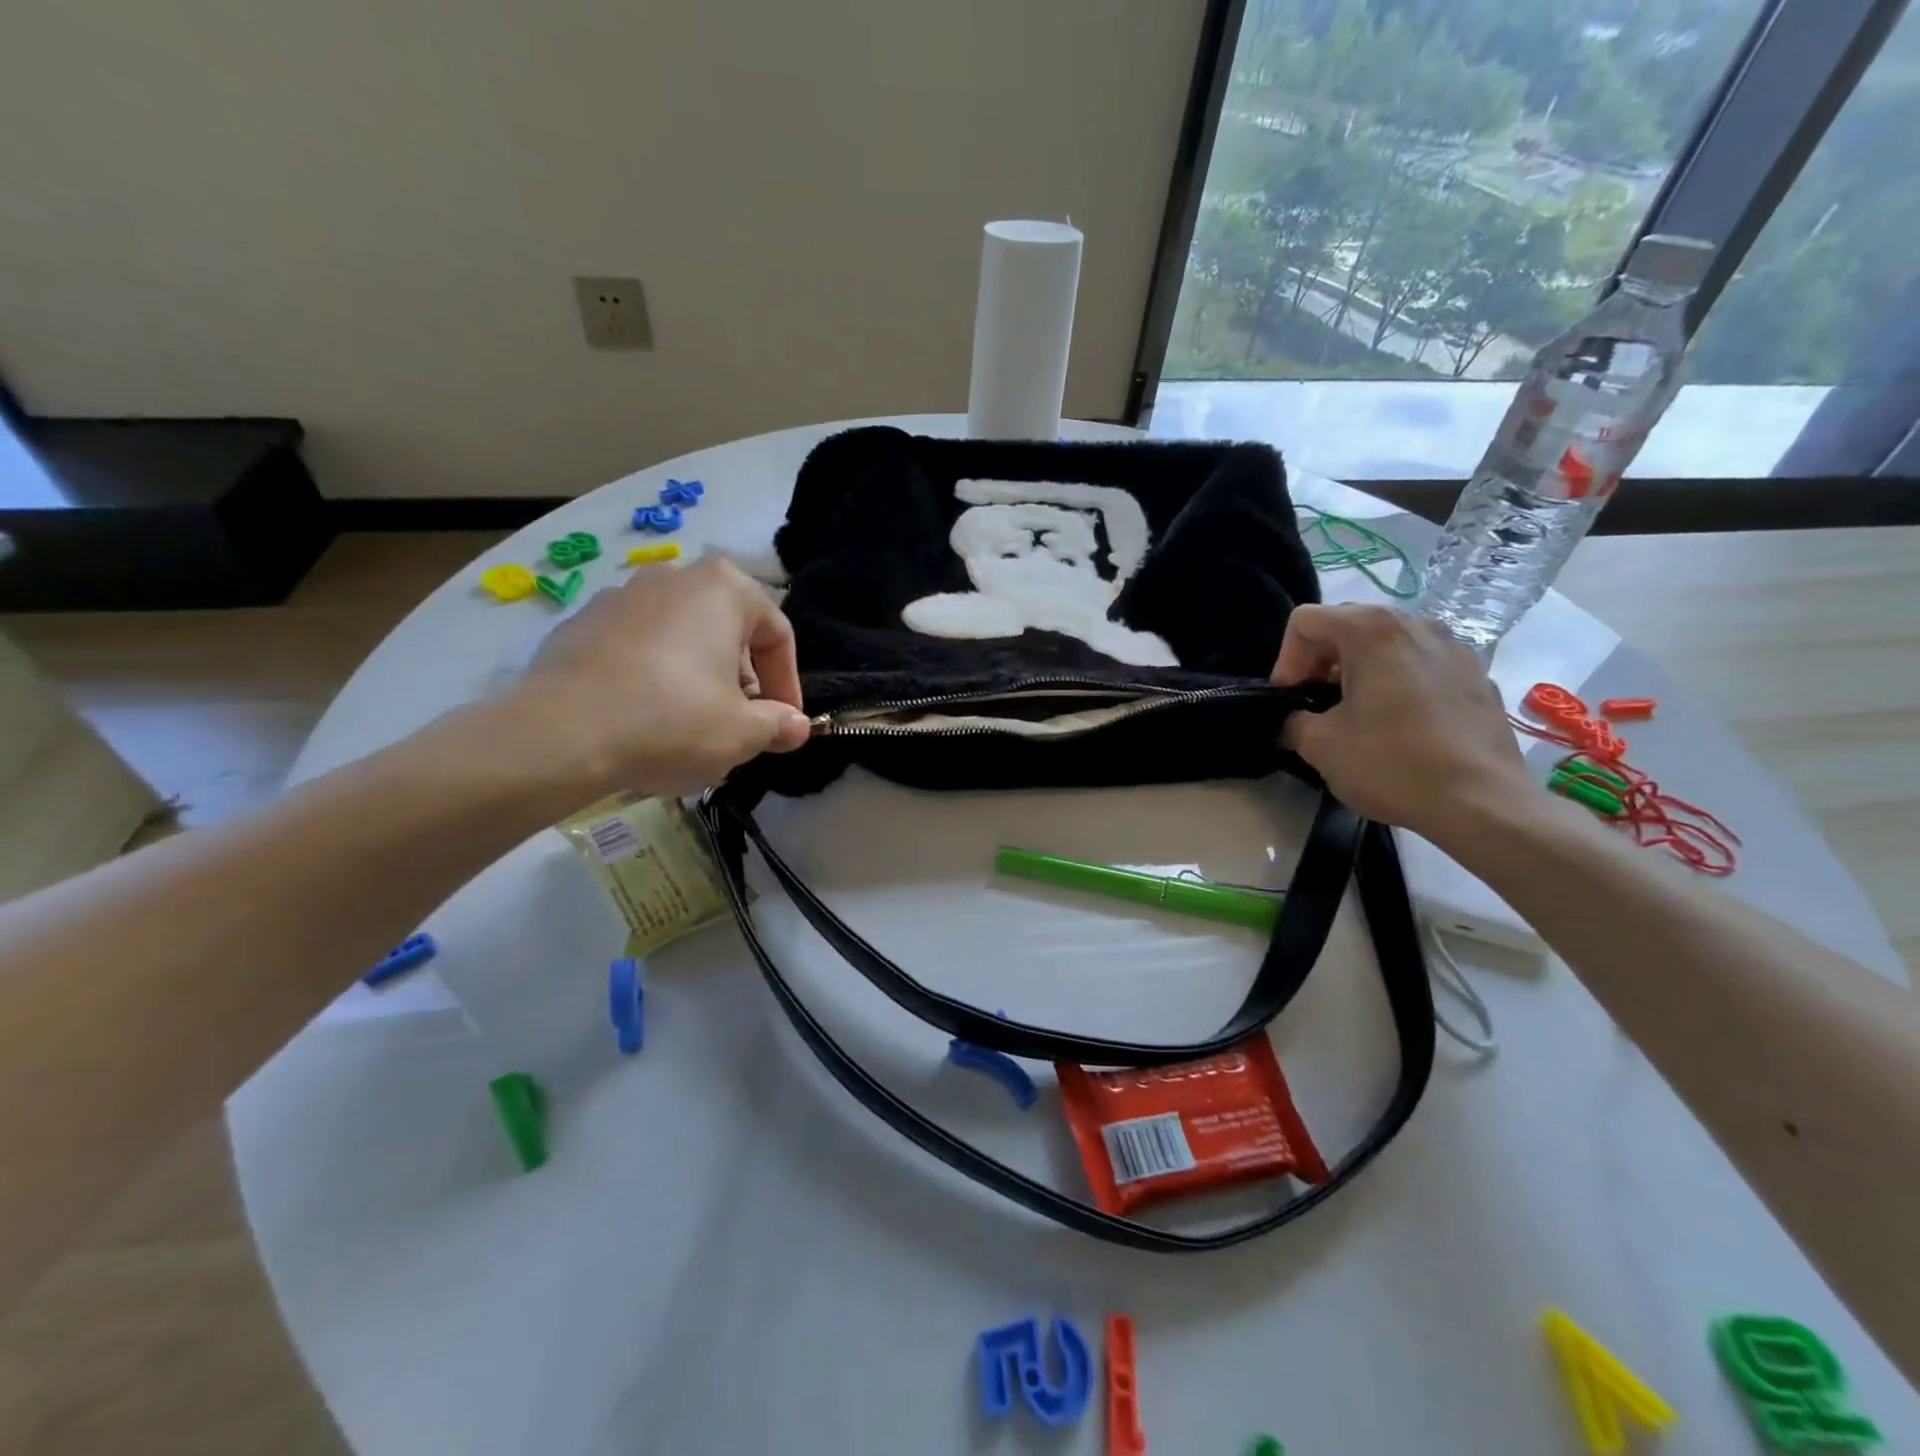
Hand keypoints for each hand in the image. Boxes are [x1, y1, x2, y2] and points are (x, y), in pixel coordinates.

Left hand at [492, 556, 810, 802]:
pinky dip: (653, 676)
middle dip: (742, 679)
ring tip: (691, 724)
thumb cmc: (672, 722)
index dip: (788, 683)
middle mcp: (674, 577)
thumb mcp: (742, 733)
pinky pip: (636, 648)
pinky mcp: (580, 624)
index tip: (784, 723)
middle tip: (740, 724)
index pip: (777, 634)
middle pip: (728, 630)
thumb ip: (778, 724)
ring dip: (698, 676)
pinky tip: (644, 717)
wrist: (559, 735)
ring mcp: (620, 596)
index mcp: (723, 589)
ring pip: (681, 637)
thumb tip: (796, 726)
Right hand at [1271, 604, 1535, 839]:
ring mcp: (1453, 647)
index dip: (1285, 660)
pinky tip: (1398, 724)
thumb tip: (1295, 719)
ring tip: (1355, 712)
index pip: (1306, 621)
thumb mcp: (1320, 745)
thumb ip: (1293, 720)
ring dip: (1359, 668)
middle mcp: (1415, 624)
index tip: (1290, 699)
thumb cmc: (1391, 764)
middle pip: (1347, 623)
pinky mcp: (1477, 675)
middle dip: (1320, 659)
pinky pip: (1421, 663)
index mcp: (1371, 630)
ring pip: (1387, 642)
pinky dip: (1398, 681)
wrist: (1482, 803)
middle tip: (1314, 701)